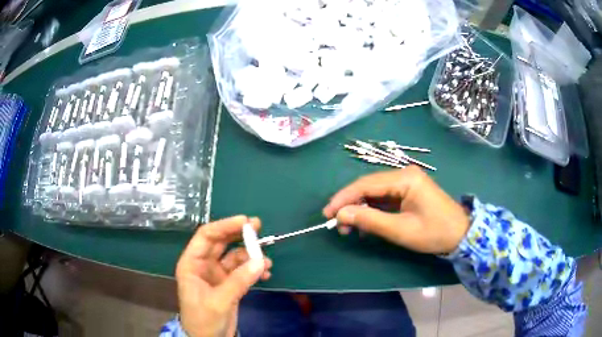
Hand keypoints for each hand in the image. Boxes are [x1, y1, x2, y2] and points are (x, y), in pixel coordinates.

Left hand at [176, 216, 271, 336]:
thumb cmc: (203, 320)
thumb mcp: (219, 301)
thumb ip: (239, 281)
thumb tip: (261, 261)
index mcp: (192, 264)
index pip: (206, 236)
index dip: (225, 226)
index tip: (245, 221)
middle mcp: (203, 265)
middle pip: (221, 243)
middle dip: (239, 235)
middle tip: (259, 227)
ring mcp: (217, 275)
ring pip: (235, 257)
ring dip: (250, 256)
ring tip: (267, 261)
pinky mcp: (229, 285)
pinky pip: (243, 271)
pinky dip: (254, 270)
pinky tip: (266, 273)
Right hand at [323, 166, 469, 253]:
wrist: (460, 235)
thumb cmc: (434, 233)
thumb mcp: (400, 230)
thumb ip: (370, 220)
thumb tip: (341, 214)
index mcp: (405, 178)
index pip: (366, 184)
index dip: (344, 198)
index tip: (327, 214)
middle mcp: (404, 174)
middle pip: (368, 186)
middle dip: (350, 204)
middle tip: (337, 224)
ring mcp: (407, 182)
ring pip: (374, 192)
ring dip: (360, 208)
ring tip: (349, 228)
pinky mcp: (408, 191)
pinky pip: (384, 198)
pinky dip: (372, 211)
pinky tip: (365, 225)